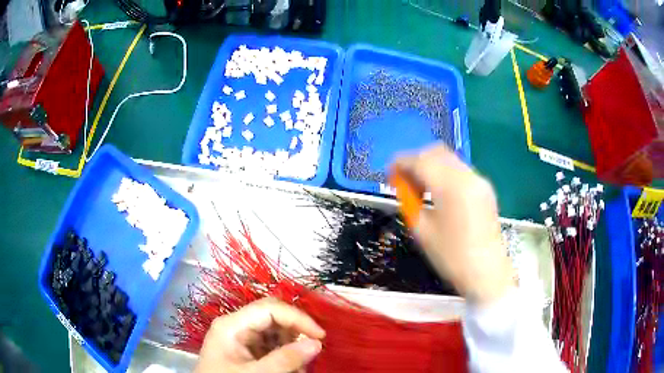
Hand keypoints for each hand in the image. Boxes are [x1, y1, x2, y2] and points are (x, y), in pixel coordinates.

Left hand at [194, 298, 325, 372]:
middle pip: (273, 316)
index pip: (270, 308)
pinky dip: (285, 354)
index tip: (320, 336)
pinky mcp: (245, 348)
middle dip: (296, 331)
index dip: (298, 318)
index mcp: (232, 325)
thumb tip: (317, 343)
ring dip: (292, 345)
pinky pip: (270, 343)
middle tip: (312, 350)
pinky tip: (290, 368)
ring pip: (275, 330)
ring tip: (299, 366)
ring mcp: (240, 336)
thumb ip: (285, 359)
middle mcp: (236, 325)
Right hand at [391, 144, 514, 305]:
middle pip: (436, 152)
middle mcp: (467, 176)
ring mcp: (479, 180)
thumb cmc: (451, 257)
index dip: (401, 163)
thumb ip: (410, 201)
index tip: (390, 174)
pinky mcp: (485, 188)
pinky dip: (445, 173)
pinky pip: (460, 170)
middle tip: (405, 181)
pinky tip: (439, 193)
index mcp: (450, 186)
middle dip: (416, 160)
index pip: (420, 160)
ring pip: (449, 159)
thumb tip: (402, 185)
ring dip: (431, 166)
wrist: (486, 273)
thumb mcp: (422, 231)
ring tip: (421, 188)